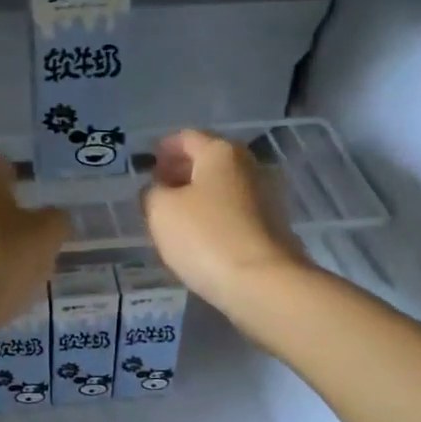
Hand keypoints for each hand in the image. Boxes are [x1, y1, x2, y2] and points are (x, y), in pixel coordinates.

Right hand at [142, 130, 308, 310]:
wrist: (262, 283)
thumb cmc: (206, 237)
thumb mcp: (161, 211)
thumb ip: (152, 193)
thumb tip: (159, 190)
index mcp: (221, 152)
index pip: (186, 138)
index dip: (164, 149)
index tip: (148, 166)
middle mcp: (248, 166)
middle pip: (208, 161)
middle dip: (181, 172)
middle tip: (158, 190)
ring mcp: (266, 197)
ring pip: (222, 188)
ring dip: (198, 197)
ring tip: (175, 218)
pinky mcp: (272, 228)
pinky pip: (234, 213)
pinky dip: (215, 217)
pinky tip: (200, 237)